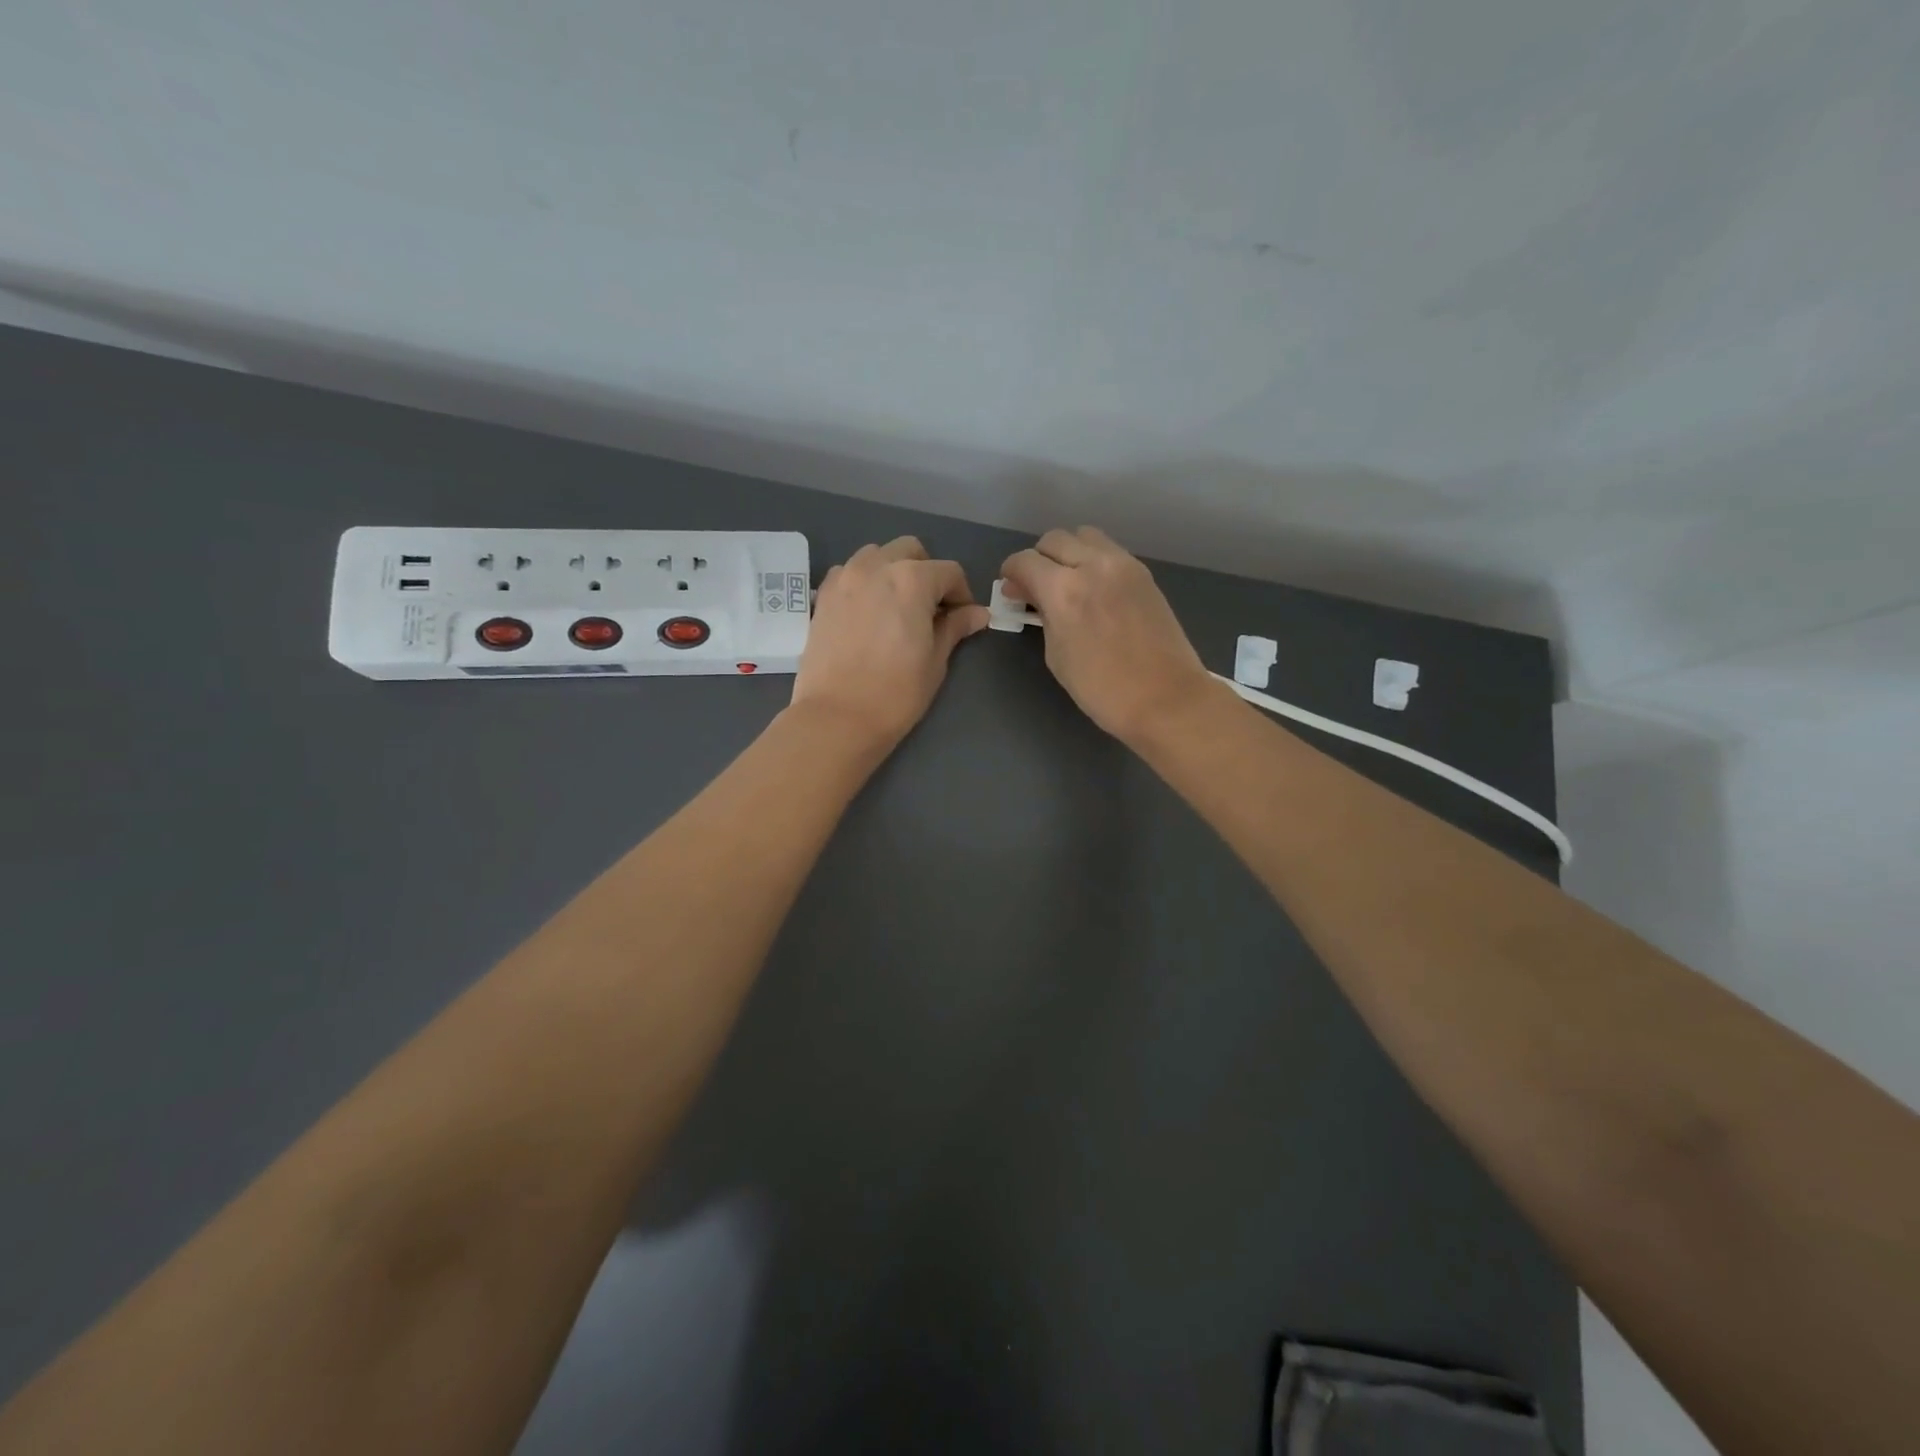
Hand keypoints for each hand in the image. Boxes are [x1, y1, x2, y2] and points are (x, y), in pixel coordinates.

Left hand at [791, 536, 989, 747]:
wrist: (837, 717)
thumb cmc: (896, 693)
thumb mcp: (935, 660)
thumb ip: (955, 627)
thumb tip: (978, 613)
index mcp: (912, 579)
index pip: (949, 572)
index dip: (961, 594)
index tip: (962, 619)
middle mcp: (877, 567)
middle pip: (911, 551)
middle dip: (927, 573)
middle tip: (930, 609)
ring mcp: (845, 577)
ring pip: (877, 556)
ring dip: (893, 571)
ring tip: (896, 607)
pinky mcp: (823, 595)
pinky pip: (849, 573)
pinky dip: (864, 582)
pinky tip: (868, 613)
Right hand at [999, 527, 1214, 744]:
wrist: (1165, 698)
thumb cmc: (1101, 688)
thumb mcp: (1057, 654)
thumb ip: (1042, 614)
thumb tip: (1029, 594)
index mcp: (1064, 590)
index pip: (1025, 561)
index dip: (1011, 572)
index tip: (1012, 589)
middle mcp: (1093, 565)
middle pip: (1054, 540)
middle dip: (1039, 560)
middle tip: (1037, 588)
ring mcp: (1123, 565)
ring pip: (1084, 536)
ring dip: (1069, 553)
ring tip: (1069, 583)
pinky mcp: (1143, 573)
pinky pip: (1109, 551)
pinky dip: (1093, 560)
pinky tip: (1094, 589)